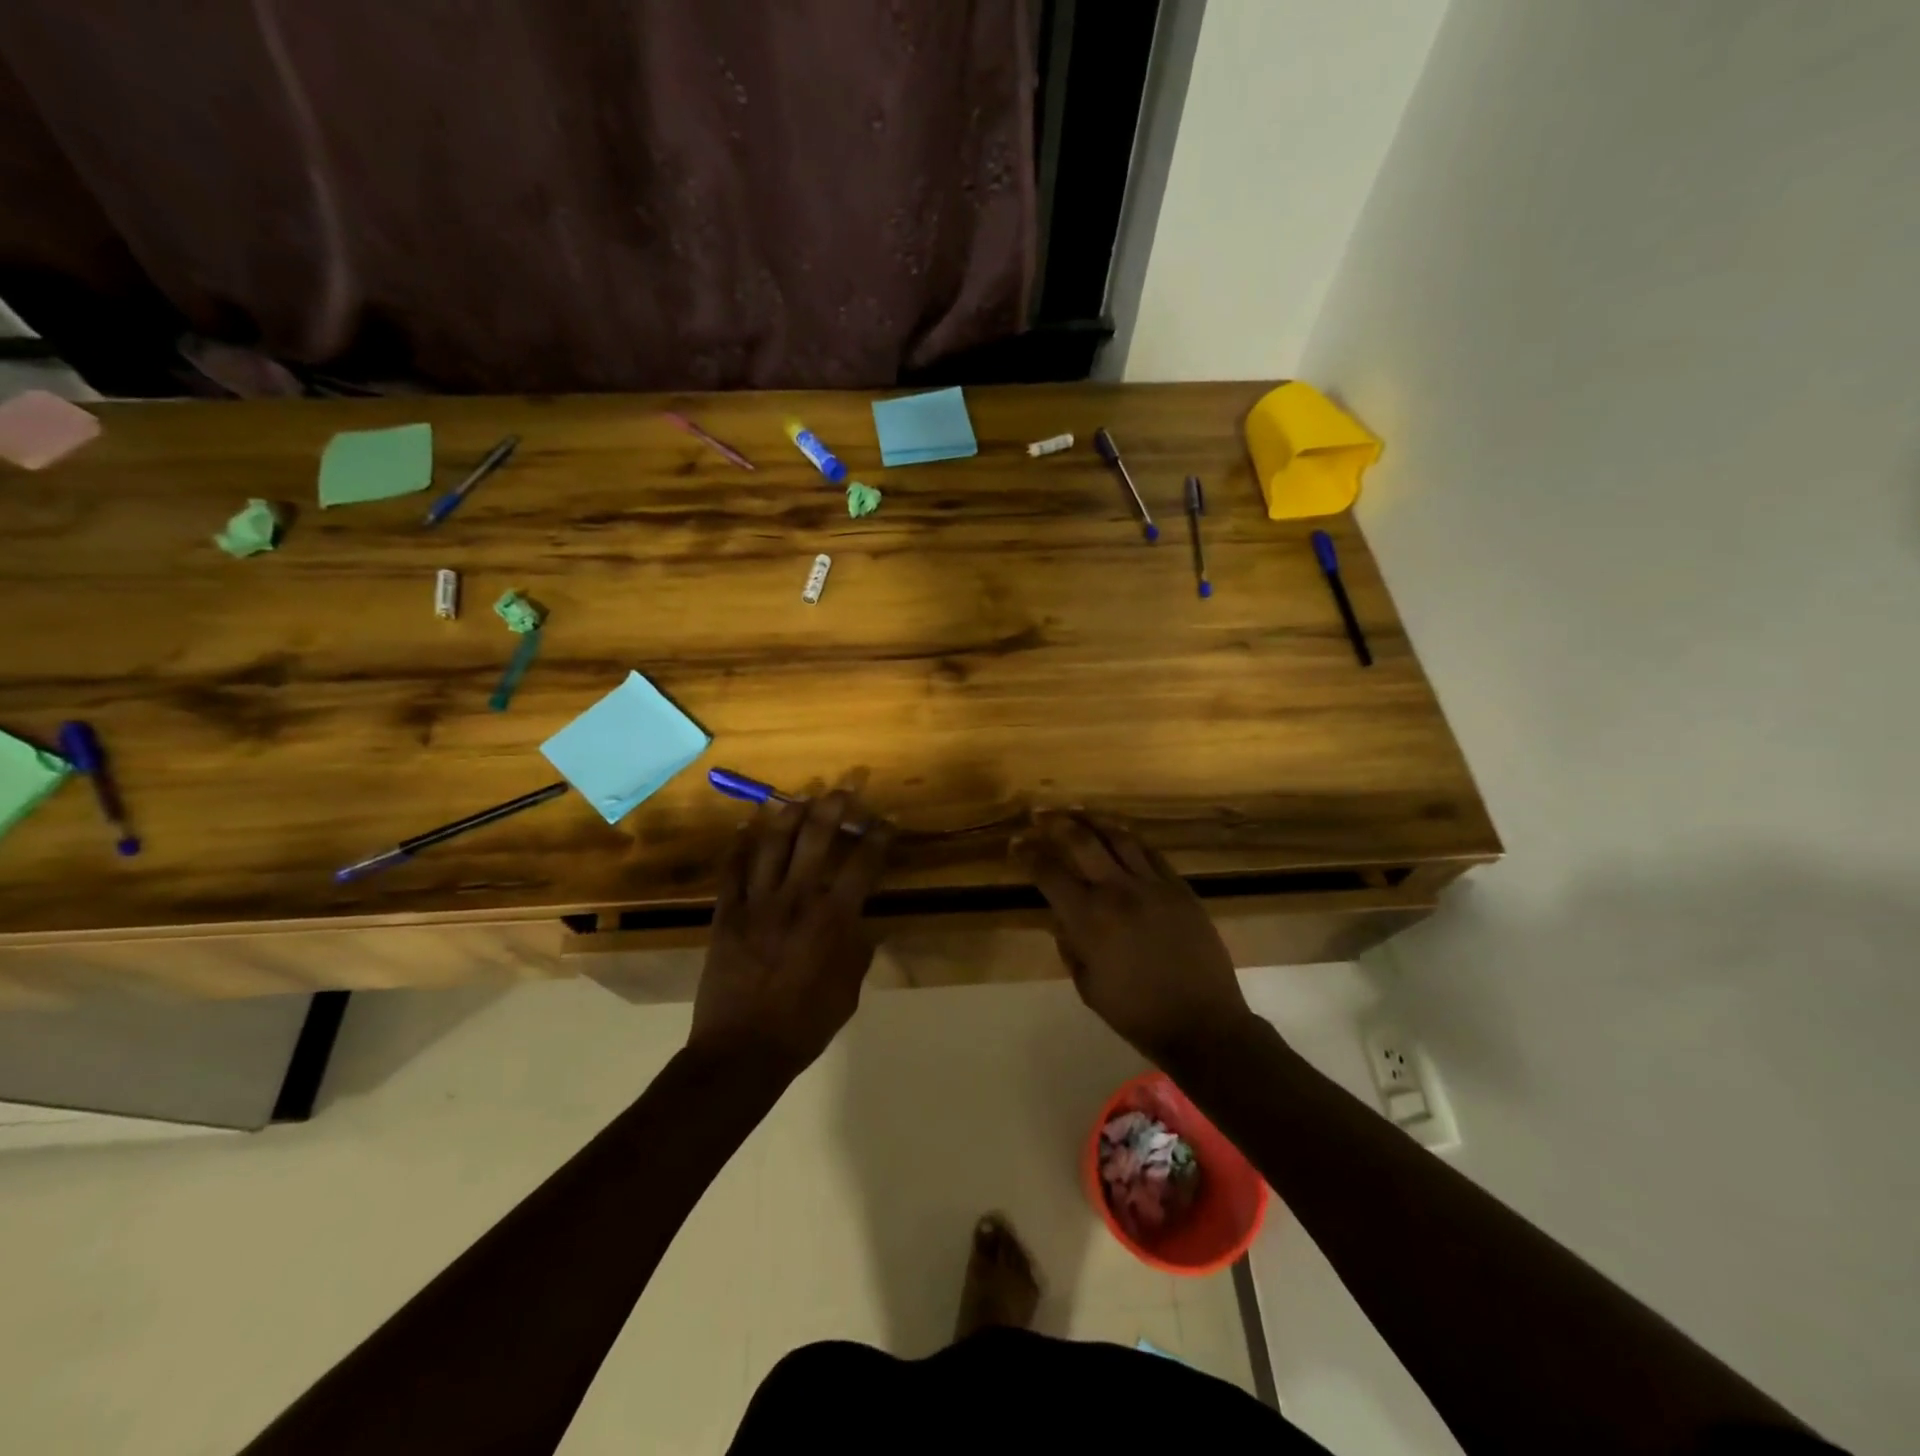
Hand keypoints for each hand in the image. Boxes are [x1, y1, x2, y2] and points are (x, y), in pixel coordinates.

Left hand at [689, 789, 893, 1076]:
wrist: (742, 1052)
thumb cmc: (805, 1025)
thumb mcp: (849, 992)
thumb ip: (858, 951)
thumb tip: (863, 925)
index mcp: (833, 919)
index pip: (863, 864)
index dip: (879, 837)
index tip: (887, 819)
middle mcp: (797, 899)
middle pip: (817, 838)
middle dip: (834, 807)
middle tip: (844, 788)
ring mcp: (757, 903)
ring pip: (773, 843)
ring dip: (788, 814)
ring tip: (800, 797)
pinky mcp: (727, 914)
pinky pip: (731, 870)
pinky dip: (738, 845)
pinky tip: (745, 826)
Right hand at [1017, 812, 1252, 1065]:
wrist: (1203, 1023)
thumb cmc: (1137, 1013)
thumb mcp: (1088, 985)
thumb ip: (1069, 944)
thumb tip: (1061, 916)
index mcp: (1089, 920)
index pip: (1049, 873)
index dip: (1028, 854)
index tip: (1016, 842)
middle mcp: (1118, 892)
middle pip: (1081, 841)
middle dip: (1055, 823)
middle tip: (1039, 813)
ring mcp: (1153, 885)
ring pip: (1119, 837)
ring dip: (1093, 819)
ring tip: (1076, 810)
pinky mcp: (1180, 888)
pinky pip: (1151, 852)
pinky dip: (1129, 838)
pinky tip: (1119, 832)